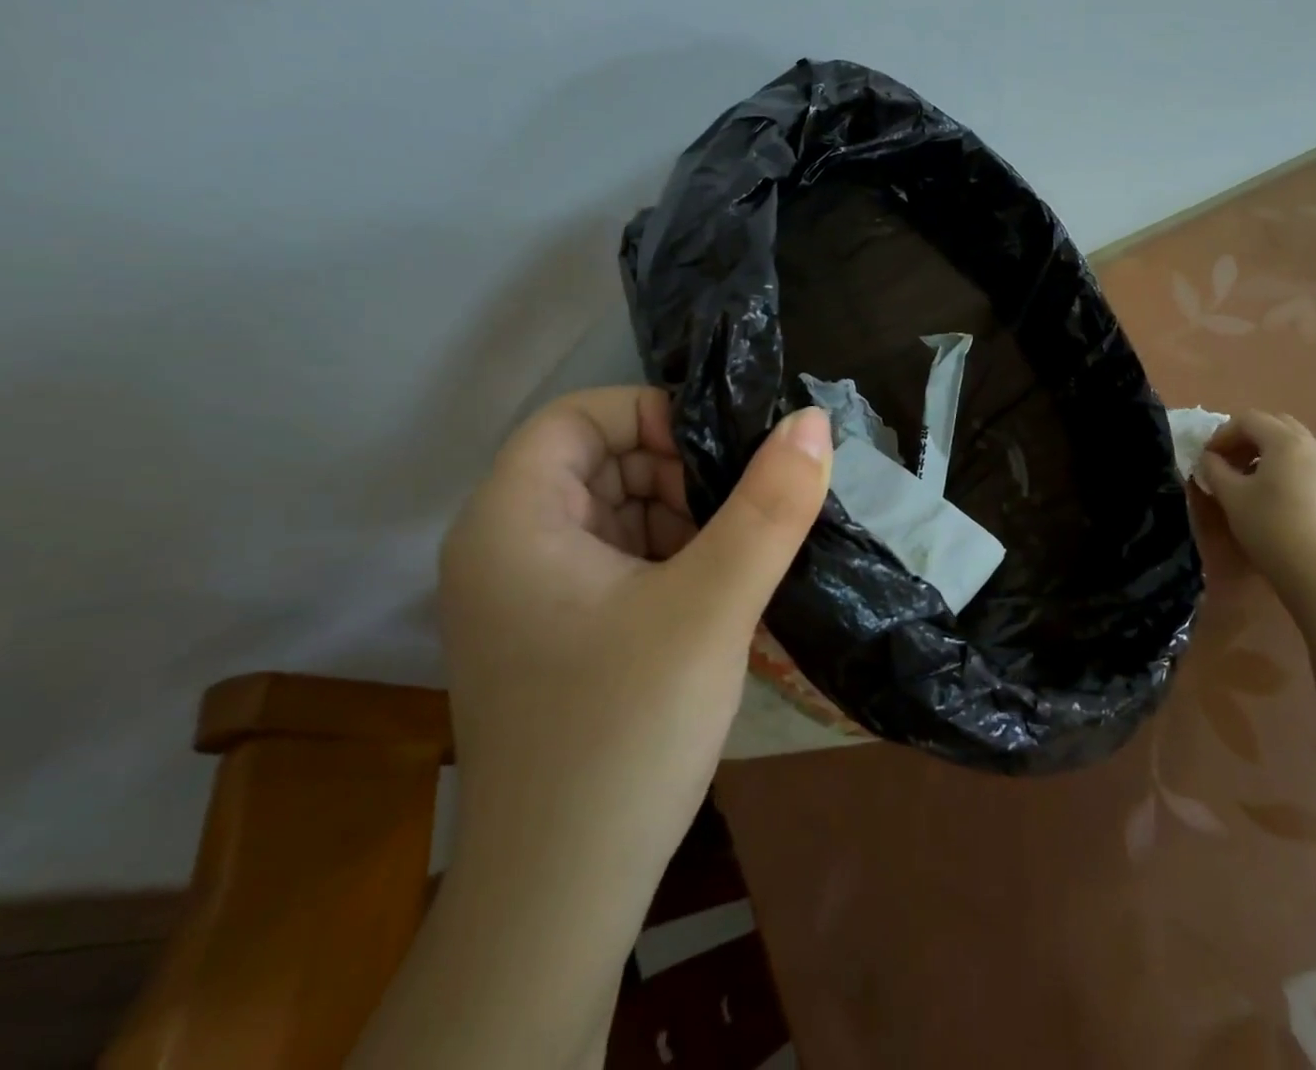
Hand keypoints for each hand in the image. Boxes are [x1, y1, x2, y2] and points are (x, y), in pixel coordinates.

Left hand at [437, 387, 830, 899]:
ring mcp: (527, 598)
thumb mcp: (712, 606)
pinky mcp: (555, 637)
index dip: (653, 415)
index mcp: (512, 522)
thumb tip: (811, 420)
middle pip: (598, 462)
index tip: (723, 455)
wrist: (561, 899)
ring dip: (682, 519)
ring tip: (740, 557)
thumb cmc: (624, 733)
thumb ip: (769, 505)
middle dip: (677, 472)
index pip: (579, 416)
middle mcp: (504, 549)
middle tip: (744, 511)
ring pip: (615, 513)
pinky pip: (617, 563)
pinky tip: (717, 595)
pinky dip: (670, 560)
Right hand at [1193, 411, 1315, 594]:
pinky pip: (1304, 461)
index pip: (1248, 420)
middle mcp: (1312, 446)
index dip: (1222, 434)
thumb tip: (1209, 459)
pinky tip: (1270, 492)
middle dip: (1246, 438)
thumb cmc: (1269, 527)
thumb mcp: (1230, 496)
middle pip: (1274, 425)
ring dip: (1264, 451)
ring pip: (1292, 443)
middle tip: (1227, 461)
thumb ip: (1214, 469)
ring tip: (1246, 478)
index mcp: (1286, 441)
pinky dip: (1283, 465)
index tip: (1207, 458)